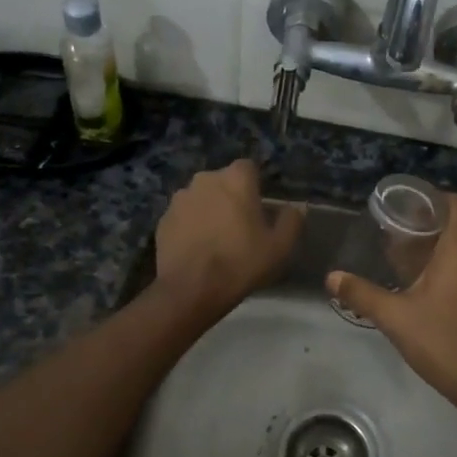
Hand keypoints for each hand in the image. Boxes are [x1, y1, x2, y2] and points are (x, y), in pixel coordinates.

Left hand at [154, 159, 302, 317]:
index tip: (259, 208)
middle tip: (240, 225)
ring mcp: (180, 199)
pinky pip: (183, 217)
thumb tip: (293, 209)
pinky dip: (190, 227)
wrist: (192, 289)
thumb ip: (292, 221)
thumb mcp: (280, 247)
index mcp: (235, 179)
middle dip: (230, 197)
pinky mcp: (163, 219)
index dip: (255, 185)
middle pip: (222, 182)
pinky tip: (197, 249)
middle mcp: (205, 179)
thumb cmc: (241, 262)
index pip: (248, 168)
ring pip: (201, 198)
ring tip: (216, 239)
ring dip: (209, 210)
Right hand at [327, 192, 456, 412]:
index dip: (434, 199)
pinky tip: (434, 291)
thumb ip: (361, 293)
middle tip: (400, 239)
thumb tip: (331, 277)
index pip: (456, 204)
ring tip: (412, 264)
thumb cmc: (440, 339)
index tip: (409, 208)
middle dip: (431, 229)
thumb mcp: (394, 316)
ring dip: (444, 252)